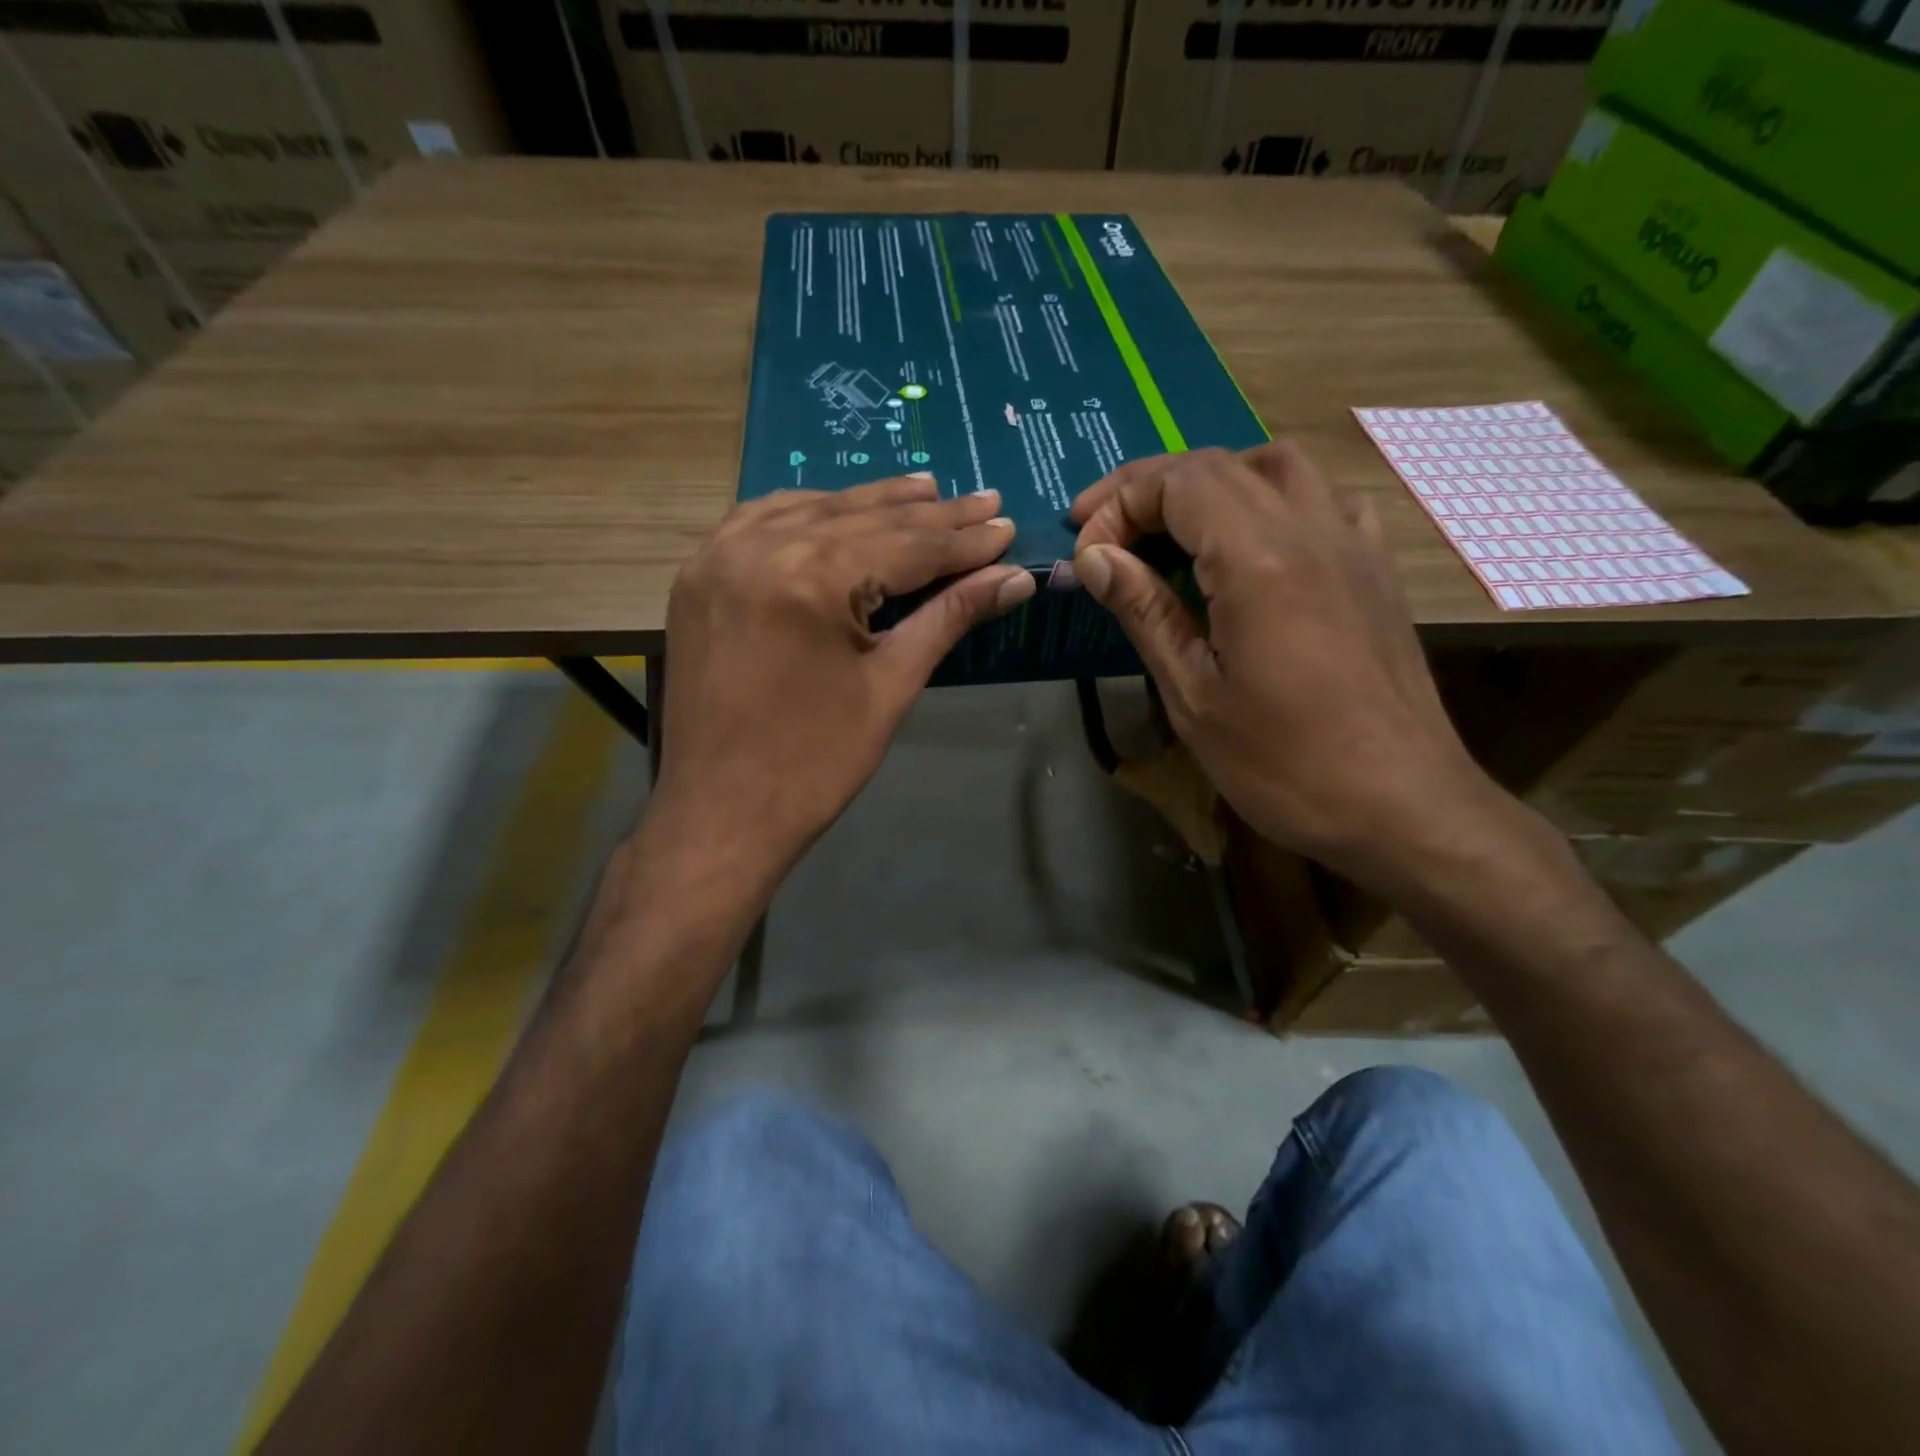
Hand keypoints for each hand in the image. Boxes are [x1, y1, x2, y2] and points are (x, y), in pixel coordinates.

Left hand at [652, 475, 1034, 879]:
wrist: (720, 814)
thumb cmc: (816, 763)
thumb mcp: (891, 686)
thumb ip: (950, 617)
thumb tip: (1015, 577)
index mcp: (811, 578)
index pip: (907, 545)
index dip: (964, 541)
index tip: (1006, 526)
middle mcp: (759, 547)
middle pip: (862, 518)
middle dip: (929, 515)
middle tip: (983, 499)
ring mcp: (718, 556)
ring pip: (812, 510)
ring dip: (871, 503)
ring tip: (927, 491)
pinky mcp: (698, 575)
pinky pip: (760, 521)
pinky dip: (808, 511)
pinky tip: (839, 508)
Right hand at [1071, 443, 1500, 887]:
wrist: (1402, 806)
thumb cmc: (1285, 765)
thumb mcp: (1193, 696)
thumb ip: (1145, 612)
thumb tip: (1095, 558)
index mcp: (1258, 559)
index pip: (1178, 484)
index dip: (1119, 503)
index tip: (1084, 550)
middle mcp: (1310, 530)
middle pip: (1220, 465)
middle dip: (1150, 488)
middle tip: (1104, 532)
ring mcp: (1353, 544)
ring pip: (1277, 467)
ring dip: (1212, 482)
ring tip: (1173, 527)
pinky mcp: (1376, 570)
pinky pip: (1325, 499)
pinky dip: (1275, 499)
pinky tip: (1256, 543)